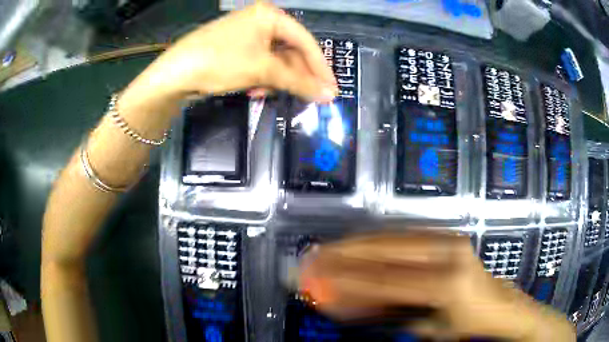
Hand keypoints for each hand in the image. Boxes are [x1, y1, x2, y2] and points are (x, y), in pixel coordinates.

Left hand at [119, 3, 336, 115]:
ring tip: (268, 94)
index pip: (305, 41)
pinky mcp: (236, 49)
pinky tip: (254, 90)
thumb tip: (329, 95)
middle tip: (309, 97)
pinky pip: (259, 64)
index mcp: (270, 15)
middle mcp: (260, 21)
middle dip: (296, 76)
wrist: (175, 73)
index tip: (332, 89)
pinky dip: (261, 78)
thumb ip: (298, 81)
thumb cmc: (221, 61)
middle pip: (290, 51)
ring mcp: (247, 35)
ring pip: (274, 60)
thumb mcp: (262, 70)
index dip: (320, 67)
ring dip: (275, 80)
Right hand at [299, 232, 574, 340]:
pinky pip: (404, 236)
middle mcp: (446, 252)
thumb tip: (346, 302)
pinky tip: (356, 248)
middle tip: (310, 257)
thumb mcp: (426, 329)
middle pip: (384, 249)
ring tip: (325, 252)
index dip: (343, 277)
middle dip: (342, 253)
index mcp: (444, 282)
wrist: (500, 308)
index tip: (312, 275)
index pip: (381, 279)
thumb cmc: (465, 327)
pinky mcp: (447, 236)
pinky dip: (375, 244)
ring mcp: (448, 239)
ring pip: (391, 237)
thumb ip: (387, 313)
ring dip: (355, 246)